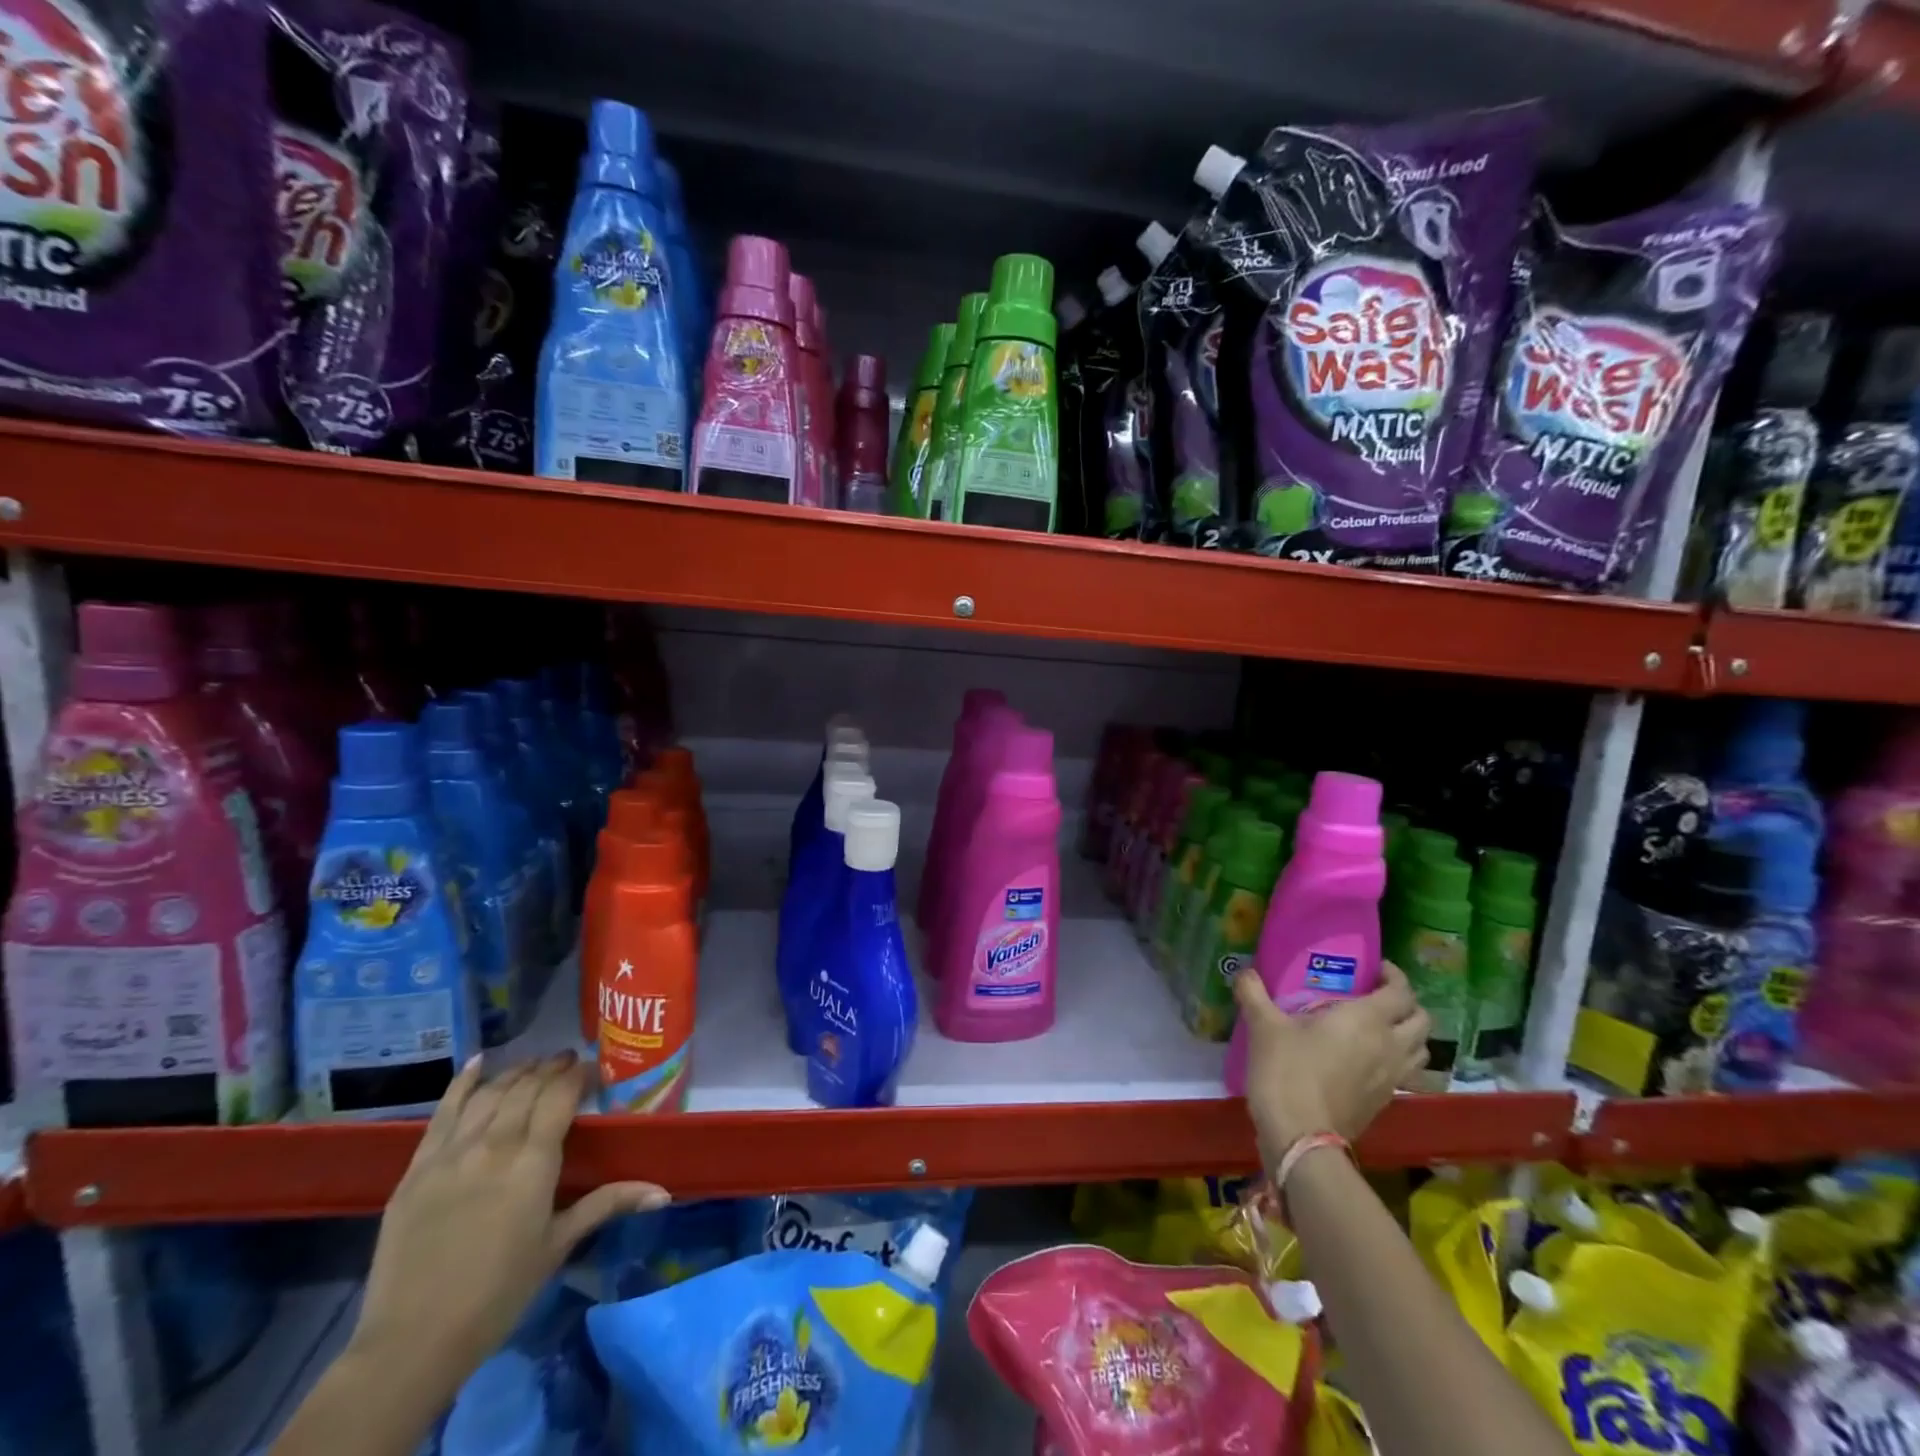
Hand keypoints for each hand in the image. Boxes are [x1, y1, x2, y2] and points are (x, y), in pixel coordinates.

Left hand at [347, 1053, 670, 1409]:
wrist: (412, 1341)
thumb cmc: (499, 1293)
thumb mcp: (558, 1245)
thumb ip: (608, 1204)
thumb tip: (664, 1191)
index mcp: (533, 1161)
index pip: (560, 1096)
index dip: (578, 1075)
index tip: (592, 1069)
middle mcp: (494, 1145)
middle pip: (526, 1087)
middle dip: (551, 1068)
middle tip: (568, 1062)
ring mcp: (452, 1153)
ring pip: (490, 1093)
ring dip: (516, 1072)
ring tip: (534, 1065)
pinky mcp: (418, 1168)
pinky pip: (443, 1111)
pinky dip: (464, 1082)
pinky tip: (479, 1062)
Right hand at [1234, 962, 1429, 1167]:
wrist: (1300, 1136)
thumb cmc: (1287, 1071)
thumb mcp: (1264, 1025)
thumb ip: (1254, 992)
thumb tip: (1244, 972)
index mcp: (1367, 1019)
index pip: (1401, 991)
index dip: (1394, 975)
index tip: (1376, 968)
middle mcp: (1390, 1045)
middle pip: (1422, 1020)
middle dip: (1407, 1004)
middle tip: (1379, 997)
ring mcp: (1392, 1078)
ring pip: (1422, 1050)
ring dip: (1409, 1035)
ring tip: (1382, 1028)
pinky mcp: (1386, 1102)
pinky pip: (1407, 1075)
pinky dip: (1399, 1062)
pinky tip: (1369, 1061)